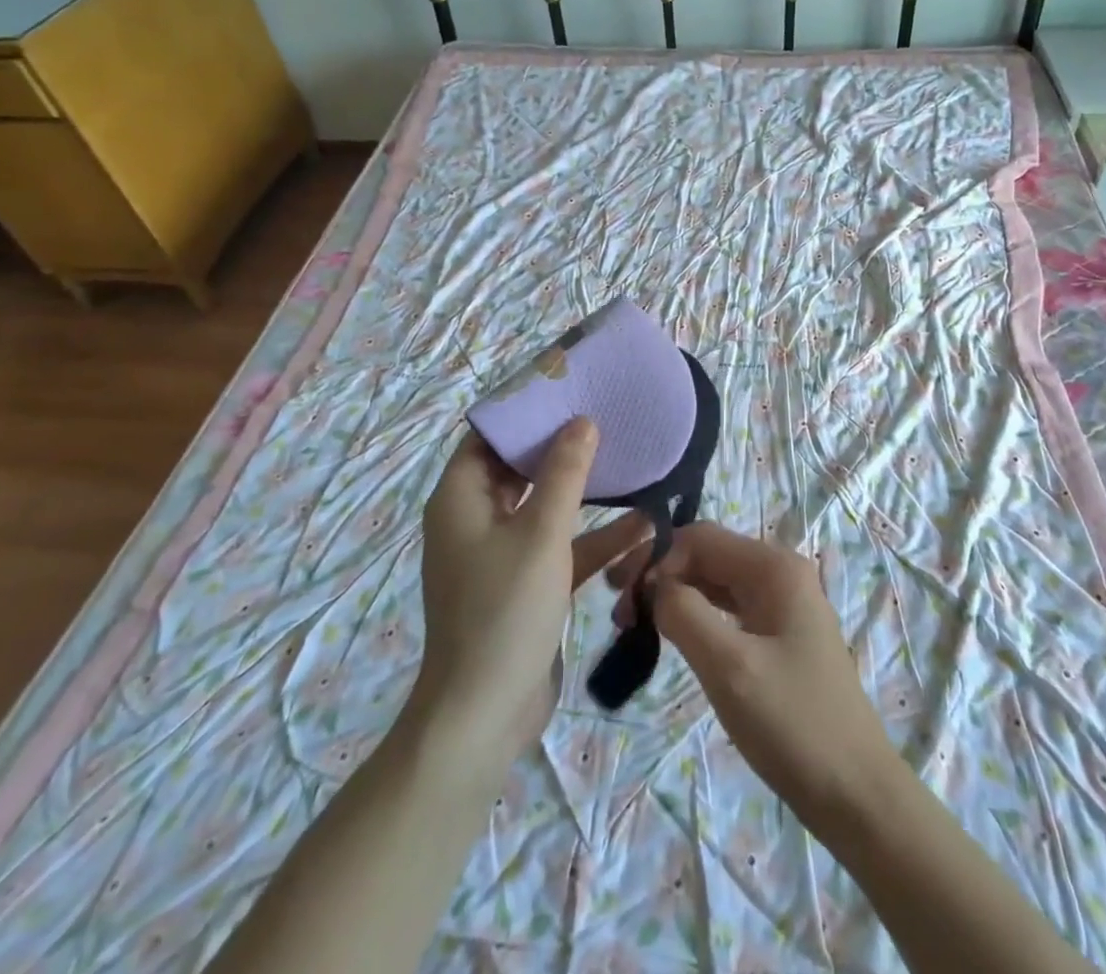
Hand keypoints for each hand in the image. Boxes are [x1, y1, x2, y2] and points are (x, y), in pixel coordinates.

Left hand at [415, 421, 647, 770]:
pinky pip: (561, 547)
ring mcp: (501, 554)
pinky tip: (643, 525)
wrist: (484, 716)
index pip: (489, 437)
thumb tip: (582, 422)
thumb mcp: (541, 534)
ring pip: (546, 508)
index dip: (525, 412)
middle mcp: (476, 520)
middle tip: (606, 417)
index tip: (568, 388)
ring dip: (585, 492)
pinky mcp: (526, 585)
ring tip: (629, 461)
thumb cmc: (504, 611)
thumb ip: (564, 474)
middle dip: (562, 447)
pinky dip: (593, 538)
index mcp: (462, 499)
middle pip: (520, 468)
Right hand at [617, 523, 902, 825]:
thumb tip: (652, 585)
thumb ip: (684, 613)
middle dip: (662, 576)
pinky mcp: (780, 635)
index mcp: (774, 567)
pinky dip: (697, 617)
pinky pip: (729, 610)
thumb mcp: (729, 666)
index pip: (701, 538)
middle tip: (619, 614)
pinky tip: (674, 637)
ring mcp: (783, 605)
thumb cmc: (792, 723)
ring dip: (676, 597)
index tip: (618, 595)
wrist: (856, 794)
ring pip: (716, 583)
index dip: (656, 558)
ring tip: (635, 625)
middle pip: (708, 556)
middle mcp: (780, 573)